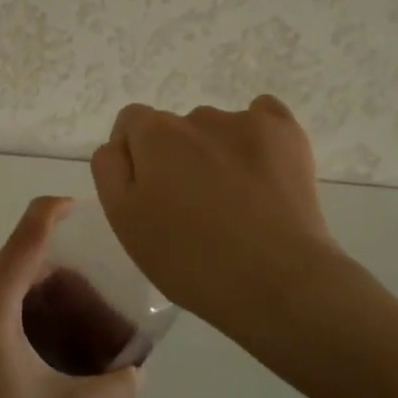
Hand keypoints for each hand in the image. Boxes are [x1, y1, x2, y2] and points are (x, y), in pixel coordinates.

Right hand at [90, 95, 344, 322]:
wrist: (278, 280)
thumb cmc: (189, 259)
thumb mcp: (123, 221)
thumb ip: (110, 169)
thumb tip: (120, 144)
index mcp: (154, 135)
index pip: (131, 122)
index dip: (135, 156)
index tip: (149, 195)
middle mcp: (197, 116)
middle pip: (175, 130)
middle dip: (177, 158)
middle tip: (192, 210)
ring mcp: (246, 122)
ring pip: (217, 130)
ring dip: (215, 154)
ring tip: (235, 204)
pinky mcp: (286, 133)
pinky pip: (263, 116)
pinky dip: (257, 138)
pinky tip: (263, 172)